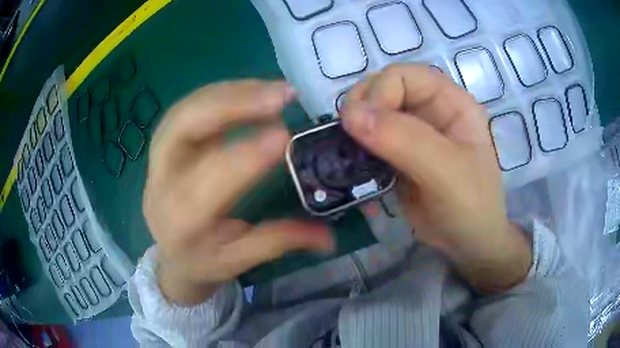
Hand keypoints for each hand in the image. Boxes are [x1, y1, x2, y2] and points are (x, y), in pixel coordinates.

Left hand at [143, 80, 332, 305]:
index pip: (211, 180)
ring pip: (185, 110)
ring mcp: (157, 159)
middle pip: (184, 127)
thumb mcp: (240, 260)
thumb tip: (330, 238)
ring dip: (230, 93)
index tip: (285, 133)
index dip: (247, 154)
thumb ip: (280, 242)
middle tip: (280, 95)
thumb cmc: (203, 262)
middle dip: (232, 104)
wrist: (170, 256)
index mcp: (181, 219)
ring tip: (273, 89)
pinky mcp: (163, 145)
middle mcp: (162, 182)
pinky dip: (220, 94)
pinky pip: (187, 107)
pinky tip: (250, 92)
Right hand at [341, 65, 531, 292]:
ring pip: (371, 113)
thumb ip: (405, 140)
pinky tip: (356, 166)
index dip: (379, 93)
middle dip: (361, 109)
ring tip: (351, 155)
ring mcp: (413, 132)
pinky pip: (369, 140)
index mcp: (450, 101)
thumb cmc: (471, 207)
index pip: (403, 76)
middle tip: (353, 140)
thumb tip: (352, 115)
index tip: (363, 127)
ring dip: (355, 129)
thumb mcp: (446, 173)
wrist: (467, 244)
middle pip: (382, 89)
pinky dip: (356, 149)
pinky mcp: (398, 154)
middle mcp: (430, 109)